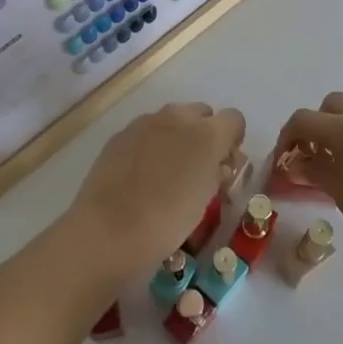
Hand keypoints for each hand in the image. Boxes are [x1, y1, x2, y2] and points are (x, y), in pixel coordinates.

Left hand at [70, 103, 245, 273]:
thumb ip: (217, 174)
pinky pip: (146, 130)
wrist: (108, 229)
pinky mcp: (121, 132)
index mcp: (207, 134)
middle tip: (197, 167)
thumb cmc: (167, 221)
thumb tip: (218, 165)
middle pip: (202, 113)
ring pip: (173, 119)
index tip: (224, 164)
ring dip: (177, 136)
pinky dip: (151, 144)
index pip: (234, 119)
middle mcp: (178, 117)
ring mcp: (146, 122)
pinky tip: (141, 174)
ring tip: (167, 171)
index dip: (232, 140)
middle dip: (205, 134)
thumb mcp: (205, 201)